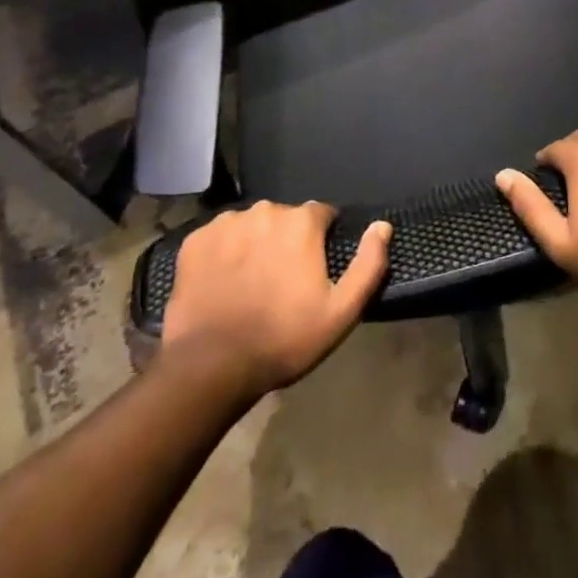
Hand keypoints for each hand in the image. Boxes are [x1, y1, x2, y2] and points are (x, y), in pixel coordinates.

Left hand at [156, 202, 391, 397]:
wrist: (210, 367)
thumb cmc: (283, 338)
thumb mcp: (341, 311)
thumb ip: (368, 264)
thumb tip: (382, 225)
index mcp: (301, 222)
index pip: (322, 214)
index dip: (322, 239)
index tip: (315, 269)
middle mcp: (265, 210)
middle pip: (285, 219)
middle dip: (287, 241)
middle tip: (282, 282)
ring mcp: (226, 223)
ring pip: (251, 226)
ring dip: (255, 244)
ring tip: (250, 284)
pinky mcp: (195, 241)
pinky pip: (218, 238)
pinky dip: (224, 253)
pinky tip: (223, 283)